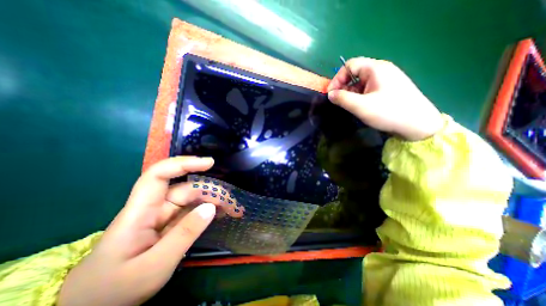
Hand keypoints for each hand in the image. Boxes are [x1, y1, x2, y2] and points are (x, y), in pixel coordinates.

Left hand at [56, 157, 240, 304]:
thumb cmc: (115, 290)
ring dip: (212, 202)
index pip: (159, 175)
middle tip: (231, 201)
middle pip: (184, 189)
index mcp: (140, 211)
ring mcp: (163, 217)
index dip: (183, 164)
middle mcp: (153, 208)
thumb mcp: (154, 266)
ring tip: (231, 209)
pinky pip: (192, 213)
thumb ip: (184, 234)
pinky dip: (207, 212)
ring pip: (191, 200)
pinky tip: (221, 215)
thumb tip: (211, 207)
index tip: (209, 163)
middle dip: (209, 191)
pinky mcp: (170, 225)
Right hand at [326, 56, 440, 139]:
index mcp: (375, 68)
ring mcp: (386, 79)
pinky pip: (368, 88)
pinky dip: (360, 95)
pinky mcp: (389, 89)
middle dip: (343, 86)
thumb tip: (330, 94)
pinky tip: (359, 106)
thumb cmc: (388, 112)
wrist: (418, 124)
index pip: (349, 65)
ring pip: (361, 82)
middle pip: (355, 73)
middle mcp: (381, 70)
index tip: (331, 94)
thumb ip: (342, 98)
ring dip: (351, 92)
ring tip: (348, 105)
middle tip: (338, 101)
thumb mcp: (360, 106)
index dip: (337, 78)